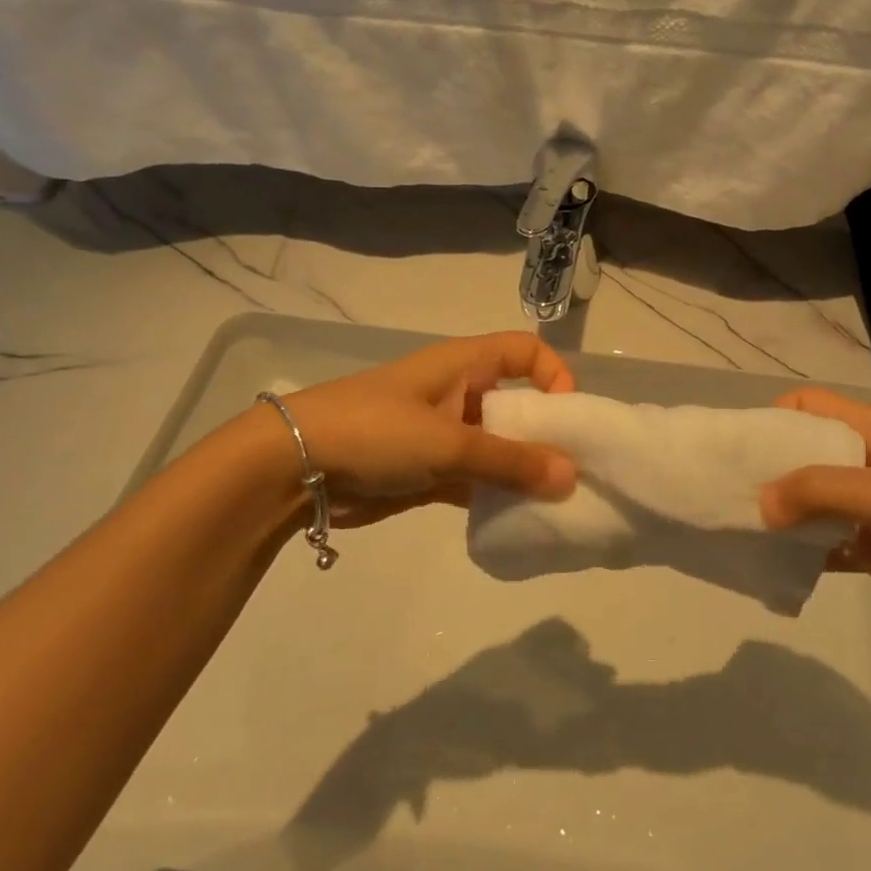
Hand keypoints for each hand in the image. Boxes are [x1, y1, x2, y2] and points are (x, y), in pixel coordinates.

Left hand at [279, 332, 578, 525]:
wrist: (295, 467)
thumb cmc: (377, 430)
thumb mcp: (449, 441)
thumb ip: (511, 461)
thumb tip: (572, 477)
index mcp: (465, 364)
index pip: (525, 351)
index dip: (554, 375)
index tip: (569, 417)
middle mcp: (460, 393)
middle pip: (518, 404)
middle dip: (546, 434)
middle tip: (574, 471)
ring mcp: (444, 434)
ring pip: (498, 447)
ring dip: (522, 471)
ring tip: (554, 502)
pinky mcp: (429, 471)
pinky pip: (476, 479)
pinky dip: (496, 495)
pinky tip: (517, 519)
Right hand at [759, 387, 870, 632]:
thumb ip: (820, 491)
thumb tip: (758, 502)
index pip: (809, 407)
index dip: (772, 417)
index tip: (737, 446)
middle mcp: (865, 463)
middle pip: (803, 456)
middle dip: (768, 472)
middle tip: (725, 493)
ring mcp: (869, 507)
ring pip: (811, 503)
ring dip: (782, 516)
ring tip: (738, 530)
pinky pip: (826, 543)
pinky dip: (802, 552)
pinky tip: (773, 564)